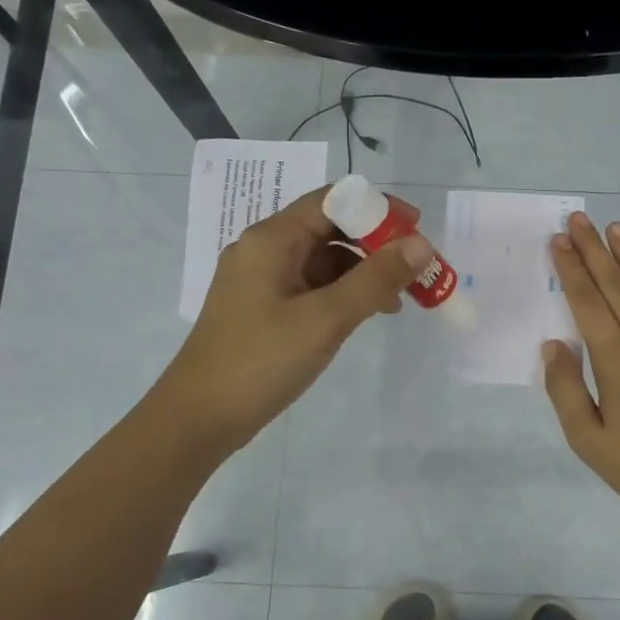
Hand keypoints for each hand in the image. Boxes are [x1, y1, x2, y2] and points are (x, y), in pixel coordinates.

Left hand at [155, 187, 431, 454]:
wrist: (199, 418)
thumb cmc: (261, 361)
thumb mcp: (325, 319)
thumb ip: (375, 279)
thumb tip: (421, 245)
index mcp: (272, 239)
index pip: (332, 201)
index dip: (378, 208)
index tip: (418, 229)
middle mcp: (264, 250)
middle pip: (329, 228)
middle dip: (375, 244)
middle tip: (415, 268)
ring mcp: (262, 280)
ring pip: (323, 260)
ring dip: (362, 271)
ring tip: (399, 298)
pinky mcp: (264, 308)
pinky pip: (312, 286)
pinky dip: (343, 293)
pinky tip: (367, 314)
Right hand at [543, 211, 619, 516]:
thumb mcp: (588, 440)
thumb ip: (566, 391)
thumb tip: (554, 345)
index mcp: (615, 360)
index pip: (587, 304)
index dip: (571, 270)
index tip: (559, 241)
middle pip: (617, 287)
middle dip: (594, 251)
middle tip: (579, 220)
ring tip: (617, 229)